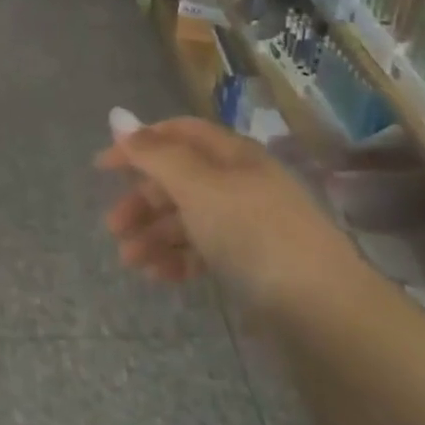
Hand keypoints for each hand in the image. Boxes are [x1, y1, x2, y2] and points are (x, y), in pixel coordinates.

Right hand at [96, 118, 347, 307]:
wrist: (322, 308)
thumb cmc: (253, 233)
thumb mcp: (198, 187)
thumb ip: (154, 154)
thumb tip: (117, 116)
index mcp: (232, 156)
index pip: (177, 134)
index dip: (138, 145)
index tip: (102, 168)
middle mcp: (240, 183)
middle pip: (178, 180)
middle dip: (141, 201)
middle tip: (113, 228)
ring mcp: (247, 224)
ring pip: (187, 219)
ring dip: (153, 236)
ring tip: (131, 262)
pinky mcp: (251, 262)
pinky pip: (204, 251)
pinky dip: (178, 259)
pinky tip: (161, 276)